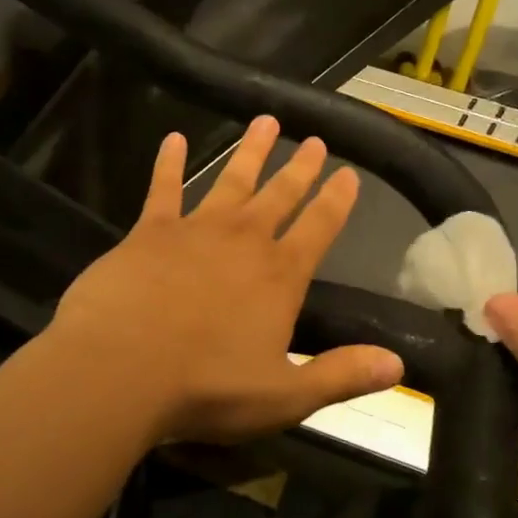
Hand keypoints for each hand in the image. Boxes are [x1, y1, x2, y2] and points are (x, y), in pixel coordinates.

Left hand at [51, 117, 403, 443]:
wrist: (120, 369)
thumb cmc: (206, 387)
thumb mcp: (285, 395)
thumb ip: (341, 376)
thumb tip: (398, 365)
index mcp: (280, 277)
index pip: (320, 228)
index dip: (337, 200)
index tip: (349, 174)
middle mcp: (244, 242)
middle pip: (280, 195)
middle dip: (299, 168)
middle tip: (313, 140)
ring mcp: (196, 230)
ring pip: (231, 180)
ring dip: (250, 151)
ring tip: (265, 121)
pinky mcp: (150, 231)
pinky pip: (163, 188)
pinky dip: (170, 162)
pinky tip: (174, 138)